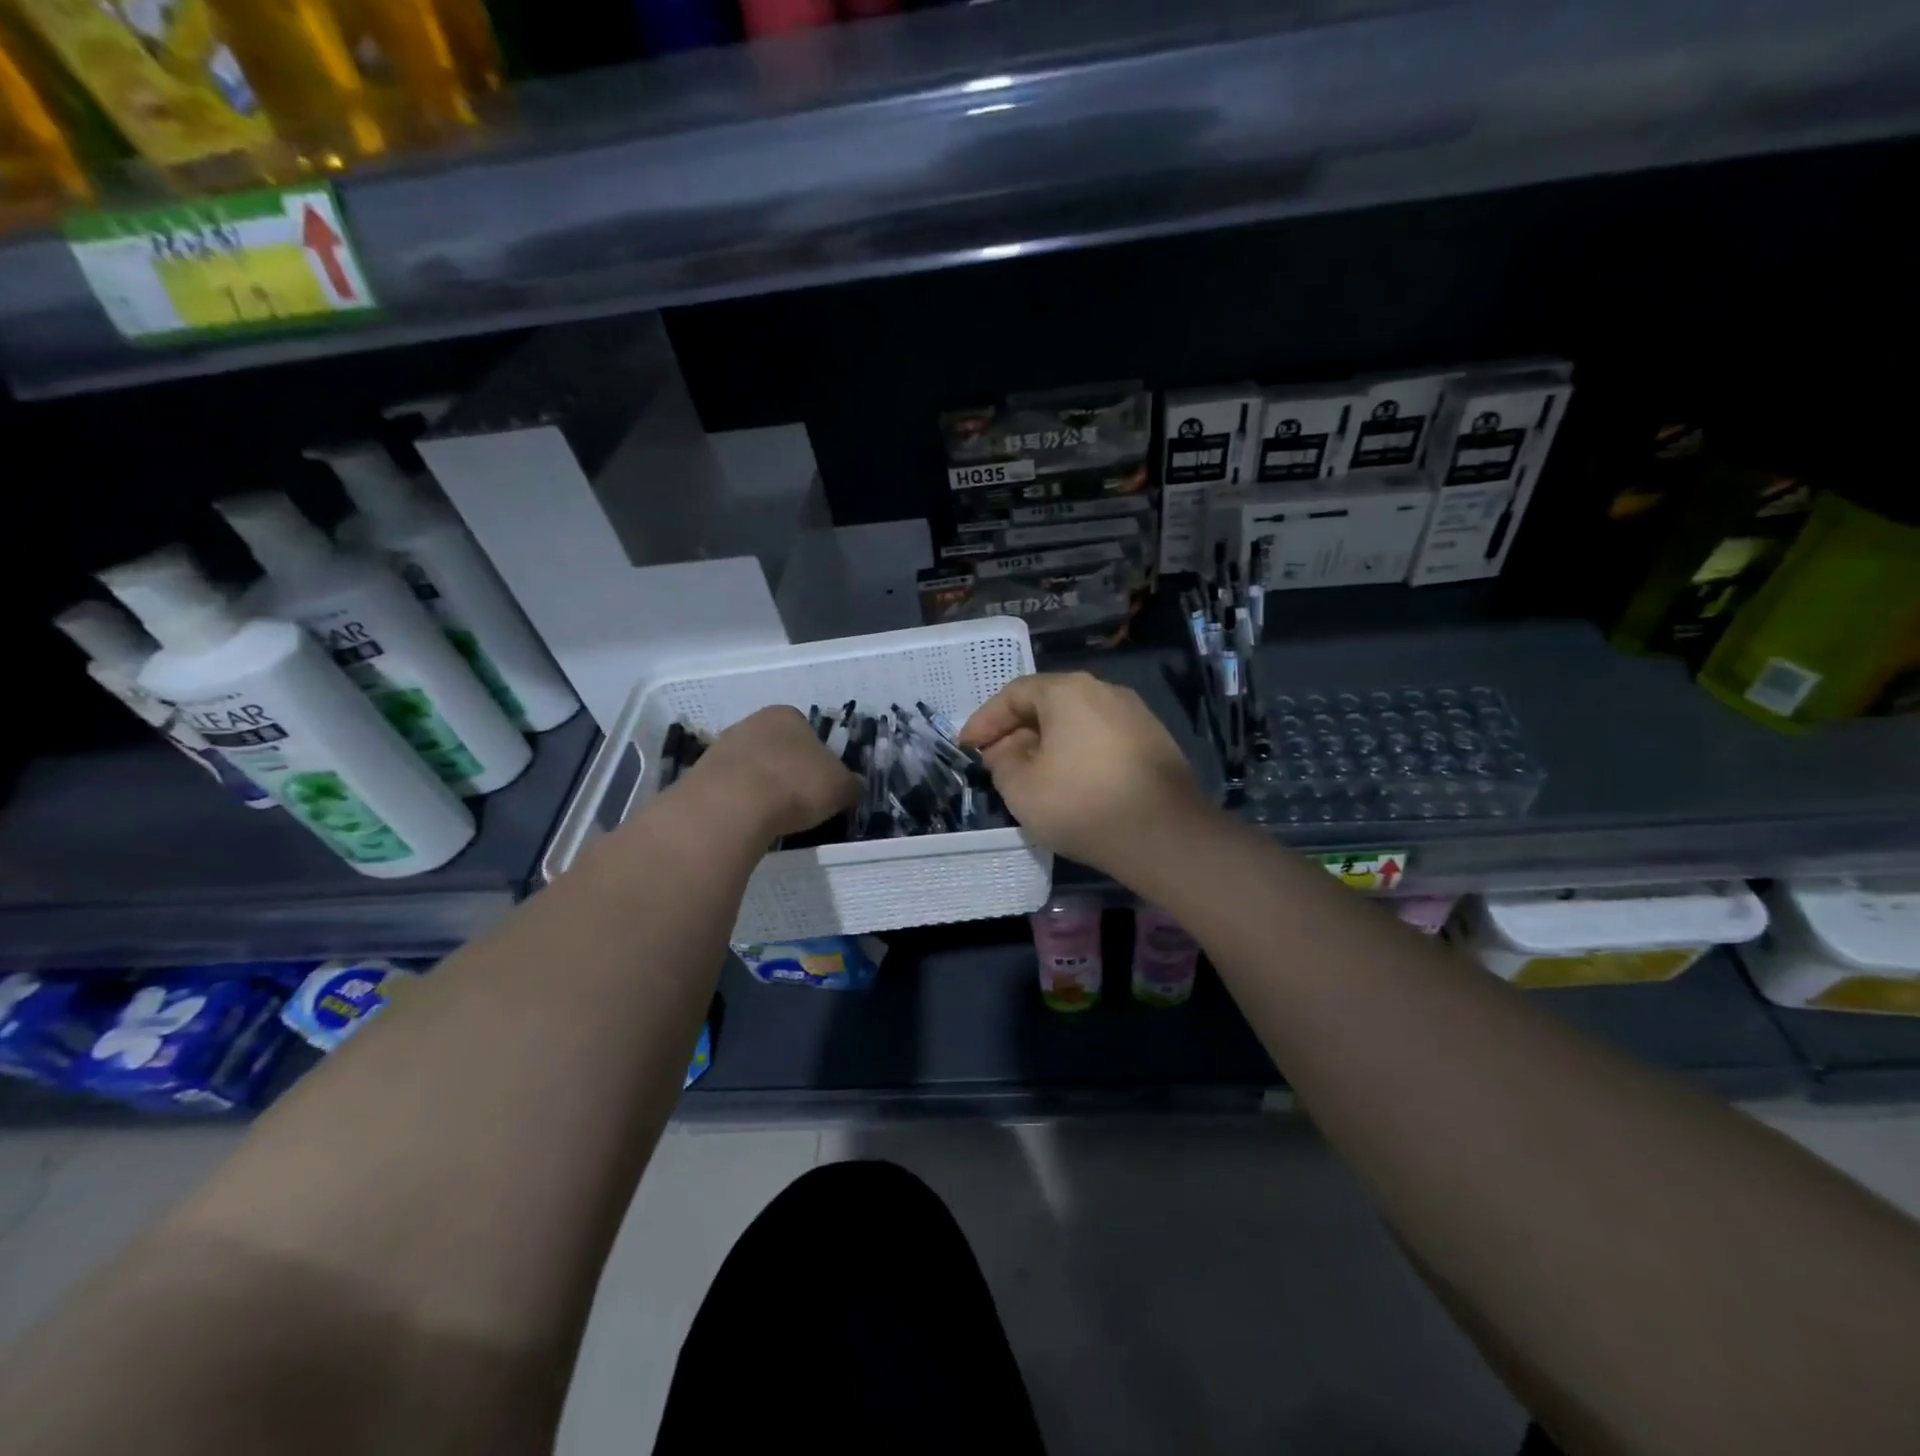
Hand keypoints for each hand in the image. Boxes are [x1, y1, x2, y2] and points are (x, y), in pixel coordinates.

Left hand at [679, 707, 860, 839]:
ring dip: (762, 787)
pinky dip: (740, 802)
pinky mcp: (700, 774)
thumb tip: (854, 786)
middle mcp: (752, 722)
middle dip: (787, 771)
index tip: (821, 786)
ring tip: (772, 817)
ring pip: (751, 767)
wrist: (732, 805)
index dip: (818, 760)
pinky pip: (729, 788)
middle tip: (799, 802)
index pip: (808, 732)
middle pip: (777, 748)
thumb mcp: (840, 787)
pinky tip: (748, 821)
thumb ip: (851, 784)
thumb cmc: (795, 785)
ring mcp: (721, 746)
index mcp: (787, 715)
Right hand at [960, 672, 1209, 874]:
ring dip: (1048, 744)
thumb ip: (1002, 761)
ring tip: (1030, 774)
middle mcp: (1104, 691)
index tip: (966, 747)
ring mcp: (1135, 715)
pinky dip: (1077, 754)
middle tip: (995, 761)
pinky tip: (1070, 783)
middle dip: (1016, 732)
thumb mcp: (1021, 788)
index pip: (1015, 694)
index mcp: (1068, 691)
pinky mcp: (1154, 742)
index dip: (985, 720)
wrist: (1164, 835)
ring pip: (1076, 722)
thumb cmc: (1082, 804)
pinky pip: (1101, 739)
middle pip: (1048, 704)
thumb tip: (1007, 749)